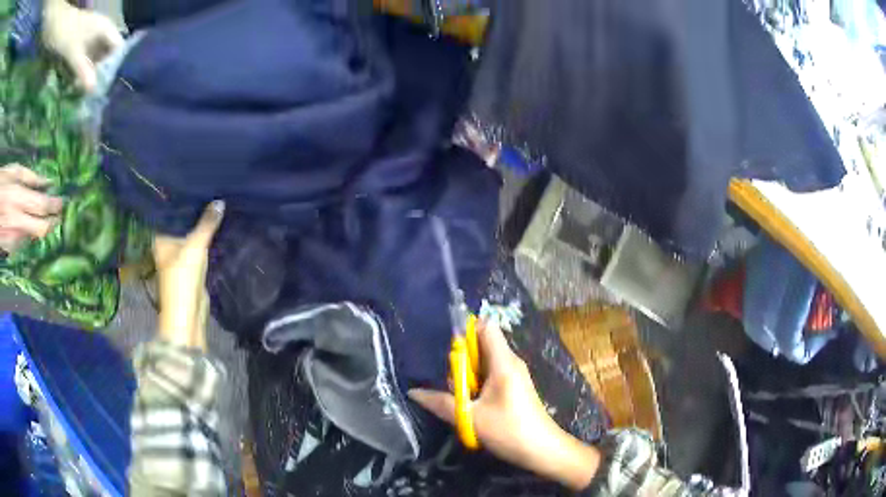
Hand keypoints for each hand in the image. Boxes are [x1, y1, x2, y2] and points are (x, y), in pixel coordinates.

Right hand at [0, 164, 62, 253]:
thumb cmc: (2, 182)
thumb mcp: (14, 171)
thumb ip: (30, 179)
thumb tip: (47, 182)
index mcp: (18, 198)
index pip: (42, 207)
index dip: (55, 207)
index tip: (63, 204)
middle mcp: (16, 223)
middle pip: (41, 230)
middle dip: (52, 223)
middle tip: (58, 215)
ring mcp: (12, 239)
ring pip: (32, 237)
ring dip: (37, 227)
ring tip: (39, 215)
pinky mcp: (9, 249)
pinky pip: (22, 242)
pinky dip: (26, 233)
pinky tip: (23, 223)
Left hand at [42, 0, 122, 92]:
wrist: (59, 29)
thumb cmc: (69, 34)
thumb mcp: (74, 53)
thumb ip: (83, 70)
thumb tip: (93, 90)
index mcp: (106, 29)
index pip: (117, 47)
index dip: (116, 64)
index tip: (111, 83)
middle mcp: (102, 34)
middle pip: (107, 54)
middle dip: (102, 72)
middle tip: (98, 93)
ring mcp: (91, 40)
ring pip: (96, 59)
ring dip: (91, 75)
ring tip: (87, 94)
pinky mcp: (82, 48)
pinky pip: (86, 62)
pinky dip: (83, 74)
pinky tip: (78, 86)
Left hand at [153, 201, 224, 350]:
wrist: (188, 314)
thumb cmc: (183, 277)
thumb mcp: (196, 245)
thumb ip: (207, 223)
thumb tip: (220, 201)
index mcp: (161, 238)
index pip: (167, 213)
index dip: (176, 199)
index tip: (188, 182)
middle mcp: (167, 245)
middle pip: (179, 223)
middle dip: (191, 210)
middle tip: (205, 189)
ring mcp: (178, 257)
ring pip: (189, 236)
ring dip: (198, 226)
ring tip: (212, 203)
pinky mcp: (190, 268)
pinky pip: (197, 247)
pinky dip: (204, 239)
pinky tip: (214, 227)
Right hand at [409, 323, 600, 489]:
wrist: (542, 450)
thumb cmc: (509, 430)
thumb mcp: (470, 418)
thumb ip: (441, 403)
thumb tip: (413, 392)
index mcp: (503, 362)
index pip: (486, 327)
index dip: (465, 330)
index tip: (446, 347)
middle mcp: (511, 362)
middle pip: (483, 344)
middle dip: (461, 357)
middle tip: (447, 377)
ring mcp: (514, 375)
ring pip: (485, 361)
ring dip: (468, 373)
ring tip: (455, 392)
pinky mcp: (514, 387)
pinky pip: (492, 373)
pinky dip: (477, 382)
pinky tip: (468, 400)